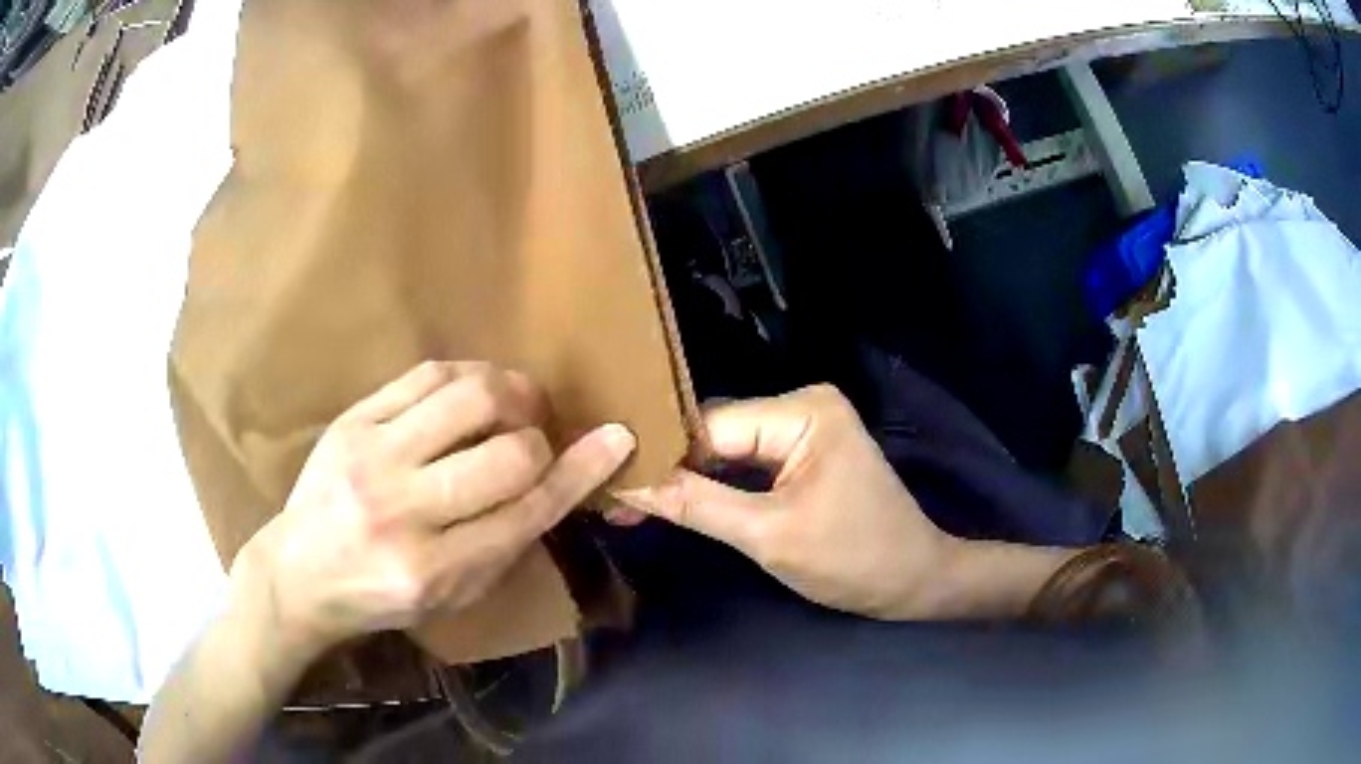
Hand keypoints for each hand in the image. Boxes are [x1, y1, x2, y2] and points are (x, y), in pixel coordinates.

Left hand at [232, 361, 635, 655]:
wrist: (299, 572)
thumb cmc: (383, 596)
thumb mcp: (453, 595)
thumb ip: (506, 543)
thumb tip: (561, 481)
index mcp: (434, 571)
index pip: (526, 511)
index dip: (579, 472)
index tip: (616, 438)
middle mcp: (402, 512)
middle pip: (506, 454)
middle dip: (539, 441)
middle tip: (538, 439)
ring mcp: (370, 458)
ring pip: (469, 399)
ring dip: (511, 394)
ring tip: (516, 404)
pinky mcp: (352, 420)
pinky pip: (426, 376)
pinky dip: (468, 376)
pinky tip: (476, 389)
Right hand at [621, 385, 959, 619]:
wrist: (914, 582)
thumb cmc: (853, 559)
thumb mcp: (769, 536)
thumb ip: (694, 504)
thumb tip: (624, 483)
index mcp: (804, 411)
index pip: (710, 425)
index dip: (657, 453)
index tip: (604, 478)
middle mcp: (802, 406)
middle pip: (716, 433)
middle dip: (667, 466)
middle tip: (607, 493)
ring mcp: (803, 430)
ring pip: (725, 450)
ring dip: (684, 478)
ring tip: (625, 499)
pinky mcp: (801, 456)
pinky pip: (745, 464)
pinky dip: (712, 486)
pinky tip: (670, 499)